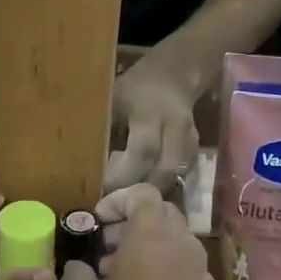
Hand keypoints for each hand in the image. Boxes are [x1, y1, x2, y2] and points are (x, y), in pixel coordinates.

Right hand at [60, 185, 232, 279]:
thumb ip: (77, 275)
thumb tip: (77, 267)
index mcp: (152, 234)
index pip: (141, 194)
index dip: (116, 201)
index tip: (96, 222)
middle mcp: (182, 243)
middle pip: (160, 214)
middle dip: (130, 224)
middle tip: (103, 247)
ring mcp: (200, 269)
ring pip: (173, 241)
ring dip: (146, 247)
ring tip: (116, 275)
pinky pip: (183, 267)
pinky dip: (162, 268)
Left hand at [107, 58, 199, 194]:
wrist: (174, 76)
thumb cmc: (135, 86)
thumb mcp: (114, 98)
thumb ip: (105, 128)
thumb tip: (84, 163)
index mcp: (151, 112)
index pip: (143, 151)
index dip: (125, 175)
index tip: (105, 189)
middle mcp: (176, 128)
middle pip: (165, 171)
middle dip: (142, 191)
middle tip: (119, 204)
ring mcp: (190, 140)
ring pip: (176, 177)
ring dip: (154, 192)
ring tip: (131, 200)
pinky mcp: (195, 150)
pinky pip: (182, 176)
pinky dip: (164, 186)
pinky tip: (146, 190)